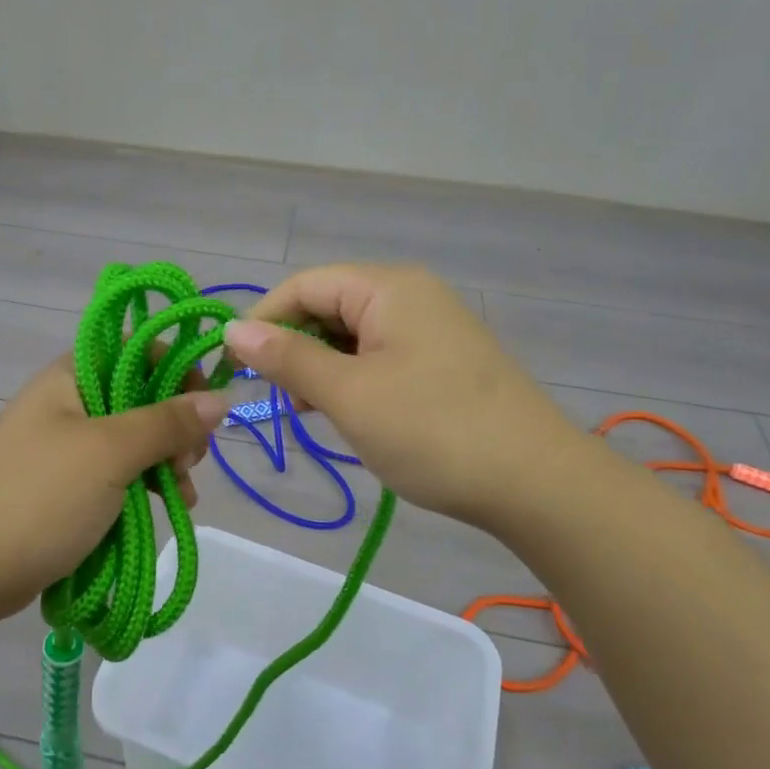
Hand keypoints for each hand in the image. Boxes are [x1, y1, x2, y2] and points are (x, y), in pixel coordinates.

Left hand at [0, 357, 227, 620]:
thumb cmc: (41, 496)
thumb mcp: (110, 453)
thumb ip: (167, 422)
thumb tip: (221, 399)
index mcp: (72, 376)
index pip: (136, 349)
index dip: (176, 368)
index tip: (204, 404)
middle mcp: (70, 402)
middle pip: (141, 396)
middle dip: (175, 426)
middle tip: (189, 460)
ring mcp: (67, 446)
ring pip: (134, 439)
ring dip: (166, 461)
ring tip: (182, 494)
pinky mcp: (68, 485)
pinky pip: (119, 473)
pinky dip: (147, 485)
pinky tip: (170, 506)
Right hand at [223, 263, 587, 532]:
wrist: (536, 483)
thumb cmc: (433, 430)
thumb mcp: (348, 394)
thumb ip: (288, 357)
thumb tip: (233, 331)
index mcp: (388, 288)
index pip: (304, 285)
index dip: (263, 321)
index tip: (236, 367)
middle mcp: (410, 295)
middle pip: (328, 306)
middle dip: (294, 347)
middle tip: (281, 399)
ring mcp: (431, 328)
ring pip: (352, 335)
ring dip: (322, 367)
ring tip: (312, 411)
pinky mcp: (442, 360)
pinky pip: (379, 356)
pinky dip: (352, 379)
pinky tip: (347, 413)